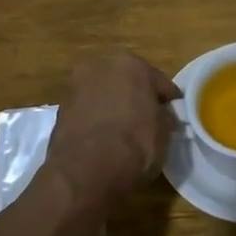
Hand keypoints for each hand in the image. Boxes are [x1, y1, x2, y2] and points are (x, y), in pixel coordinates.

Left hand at [47, 52, 181, 207]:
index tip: (175, 116)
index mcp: (129, 63)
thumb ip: (165, 116)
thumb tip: (163, 116)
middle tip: (149, 120)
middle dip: (137, 98)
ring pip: (104, 96)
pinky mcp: (60, 111)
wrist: (86, 172)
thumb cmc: (135, 144)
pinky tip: (106, 140)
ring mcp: (75, 88)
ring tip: (125, 133)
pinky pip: (88, 112)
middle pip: (127, 82)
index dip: (168, 100)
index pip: (158, 81)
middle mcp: (99, 67)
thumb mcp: (165, 132)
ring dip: (114, 108)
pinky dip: (97, 121)